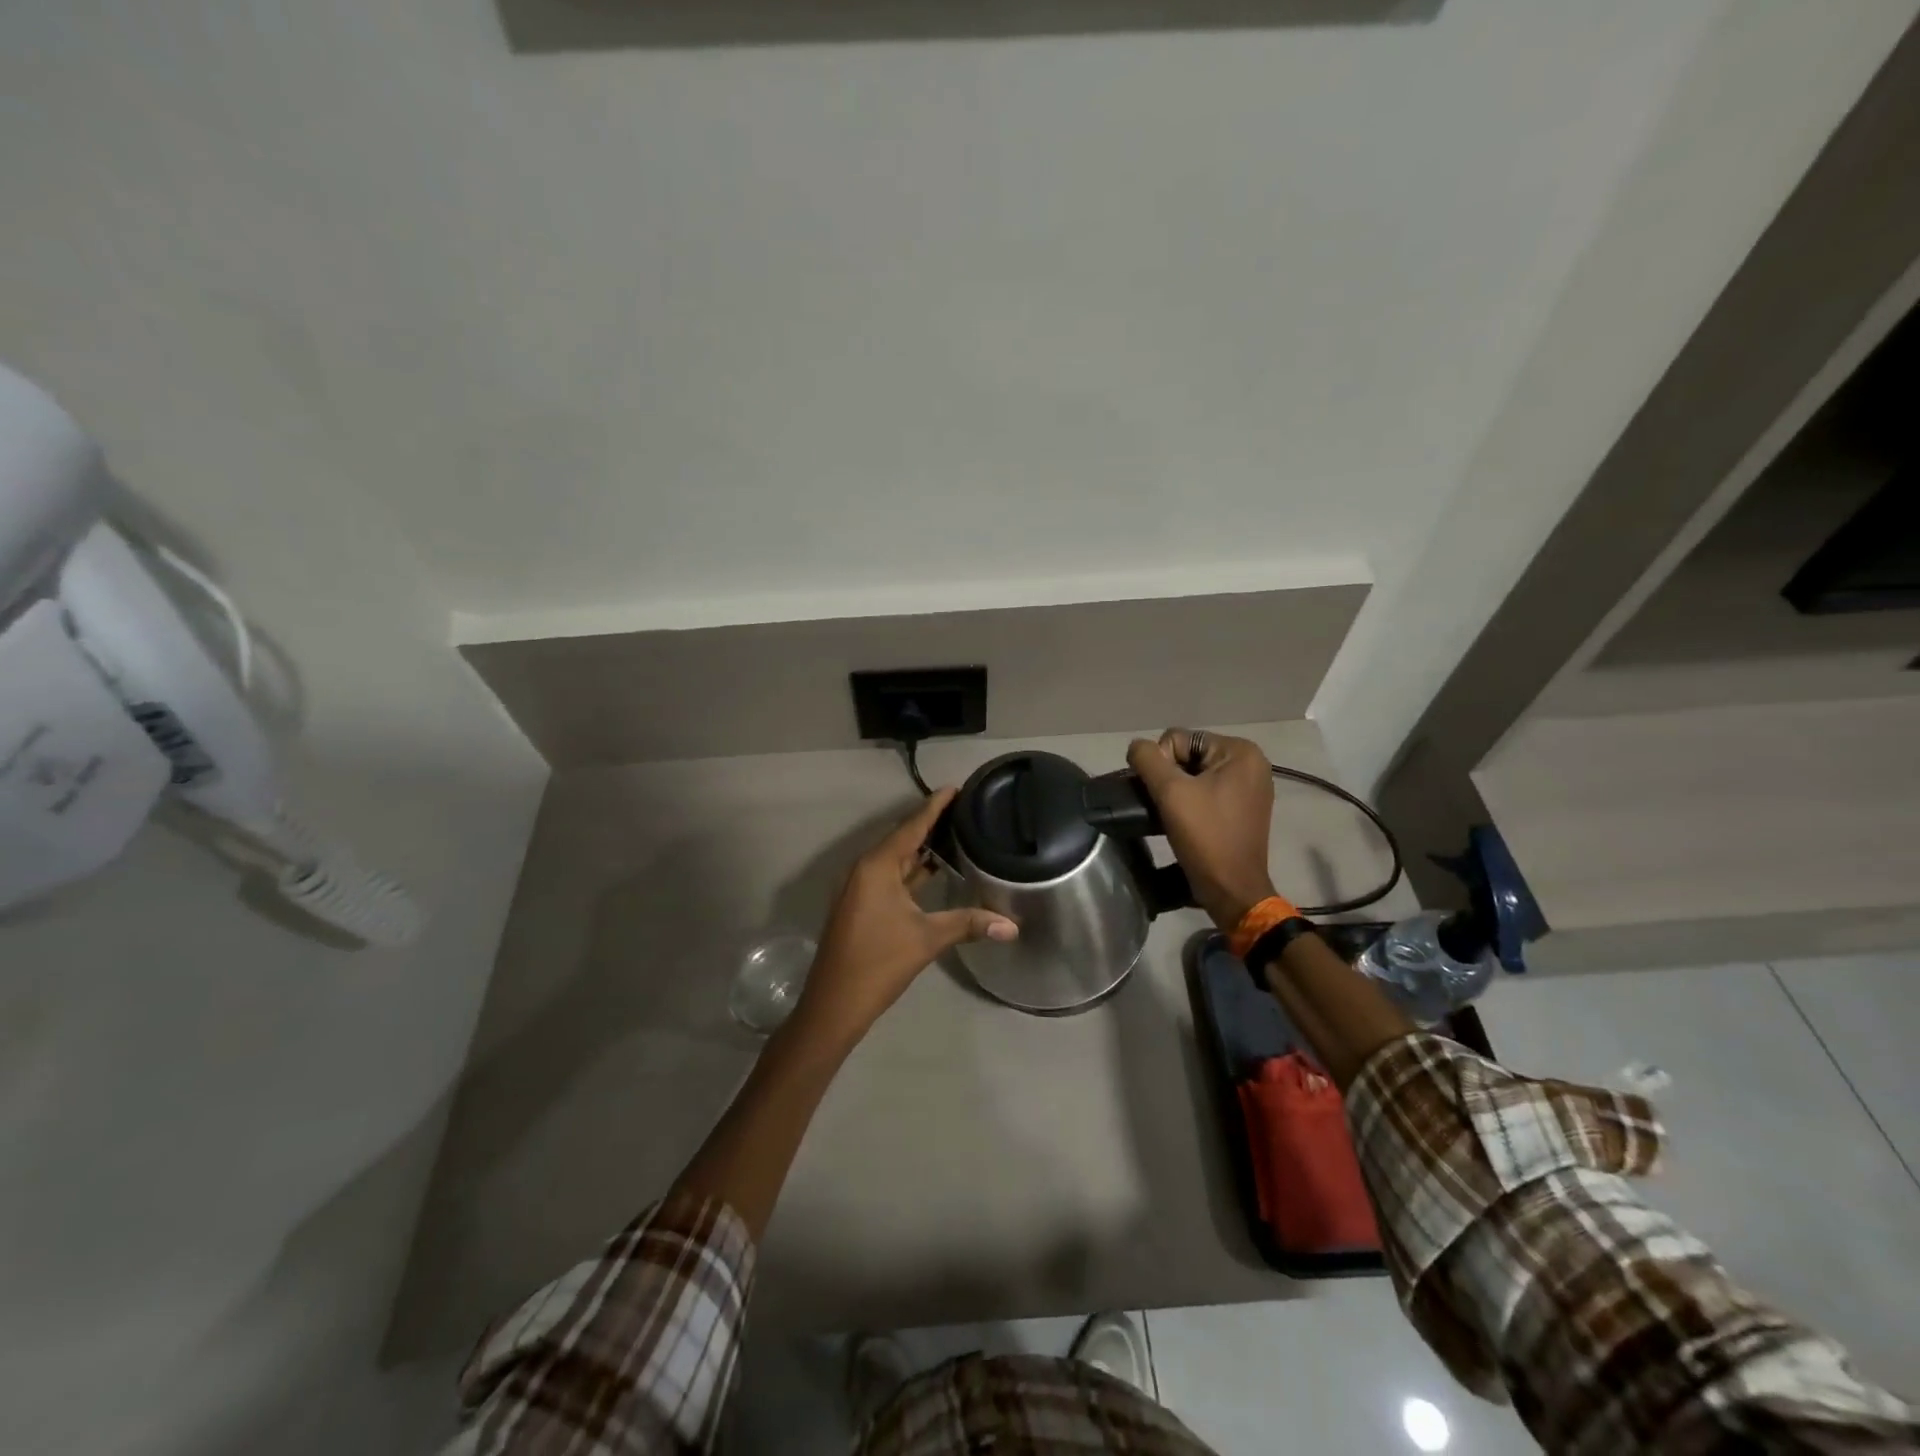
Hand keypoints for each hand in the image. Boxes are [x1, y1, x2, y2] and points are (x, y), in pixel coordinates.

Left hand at [790, 788, 1017, 1050]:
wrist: (834, 1004)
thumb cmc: (879, 962)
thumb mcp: (927, 939)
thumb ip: (969, 924)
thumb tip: (1013, 926)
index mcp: (877, 866)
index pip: (911, 827)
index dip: (934, 807)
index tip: (956, 788)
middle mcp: (865, 869)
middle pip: (902, 838)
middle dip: (930, 824)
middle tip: (963, 810)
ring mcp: (860, 888)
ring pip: (896, 859)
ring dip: (921, 848)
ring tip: (954, 834)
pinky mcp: (861, 906)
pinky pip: (890, 876)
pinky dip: (912, 870)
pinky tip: (933, 870)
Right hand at [1127, 729, 1277, 931]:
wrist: (1231, 889)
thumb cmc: (1205, 836)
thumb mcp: (1170, 792)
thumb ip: (1147, 759)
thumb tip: (1137, 747)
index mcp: (1240, 752)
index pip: (1179, 739)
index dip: (1162, 764)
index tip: (1166, 796)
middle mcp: (1251, 763)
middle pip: (1187, 754)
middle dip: (1170, 778)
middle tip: (1165, 807)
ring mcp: (1249, 787)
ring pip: (1194, 774)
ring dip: (1177, 791)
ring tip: (1171, 815)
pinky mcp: (1243, 808)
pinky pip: (1206, 791)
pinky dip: (1190, 802)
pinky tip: (1183, 821)